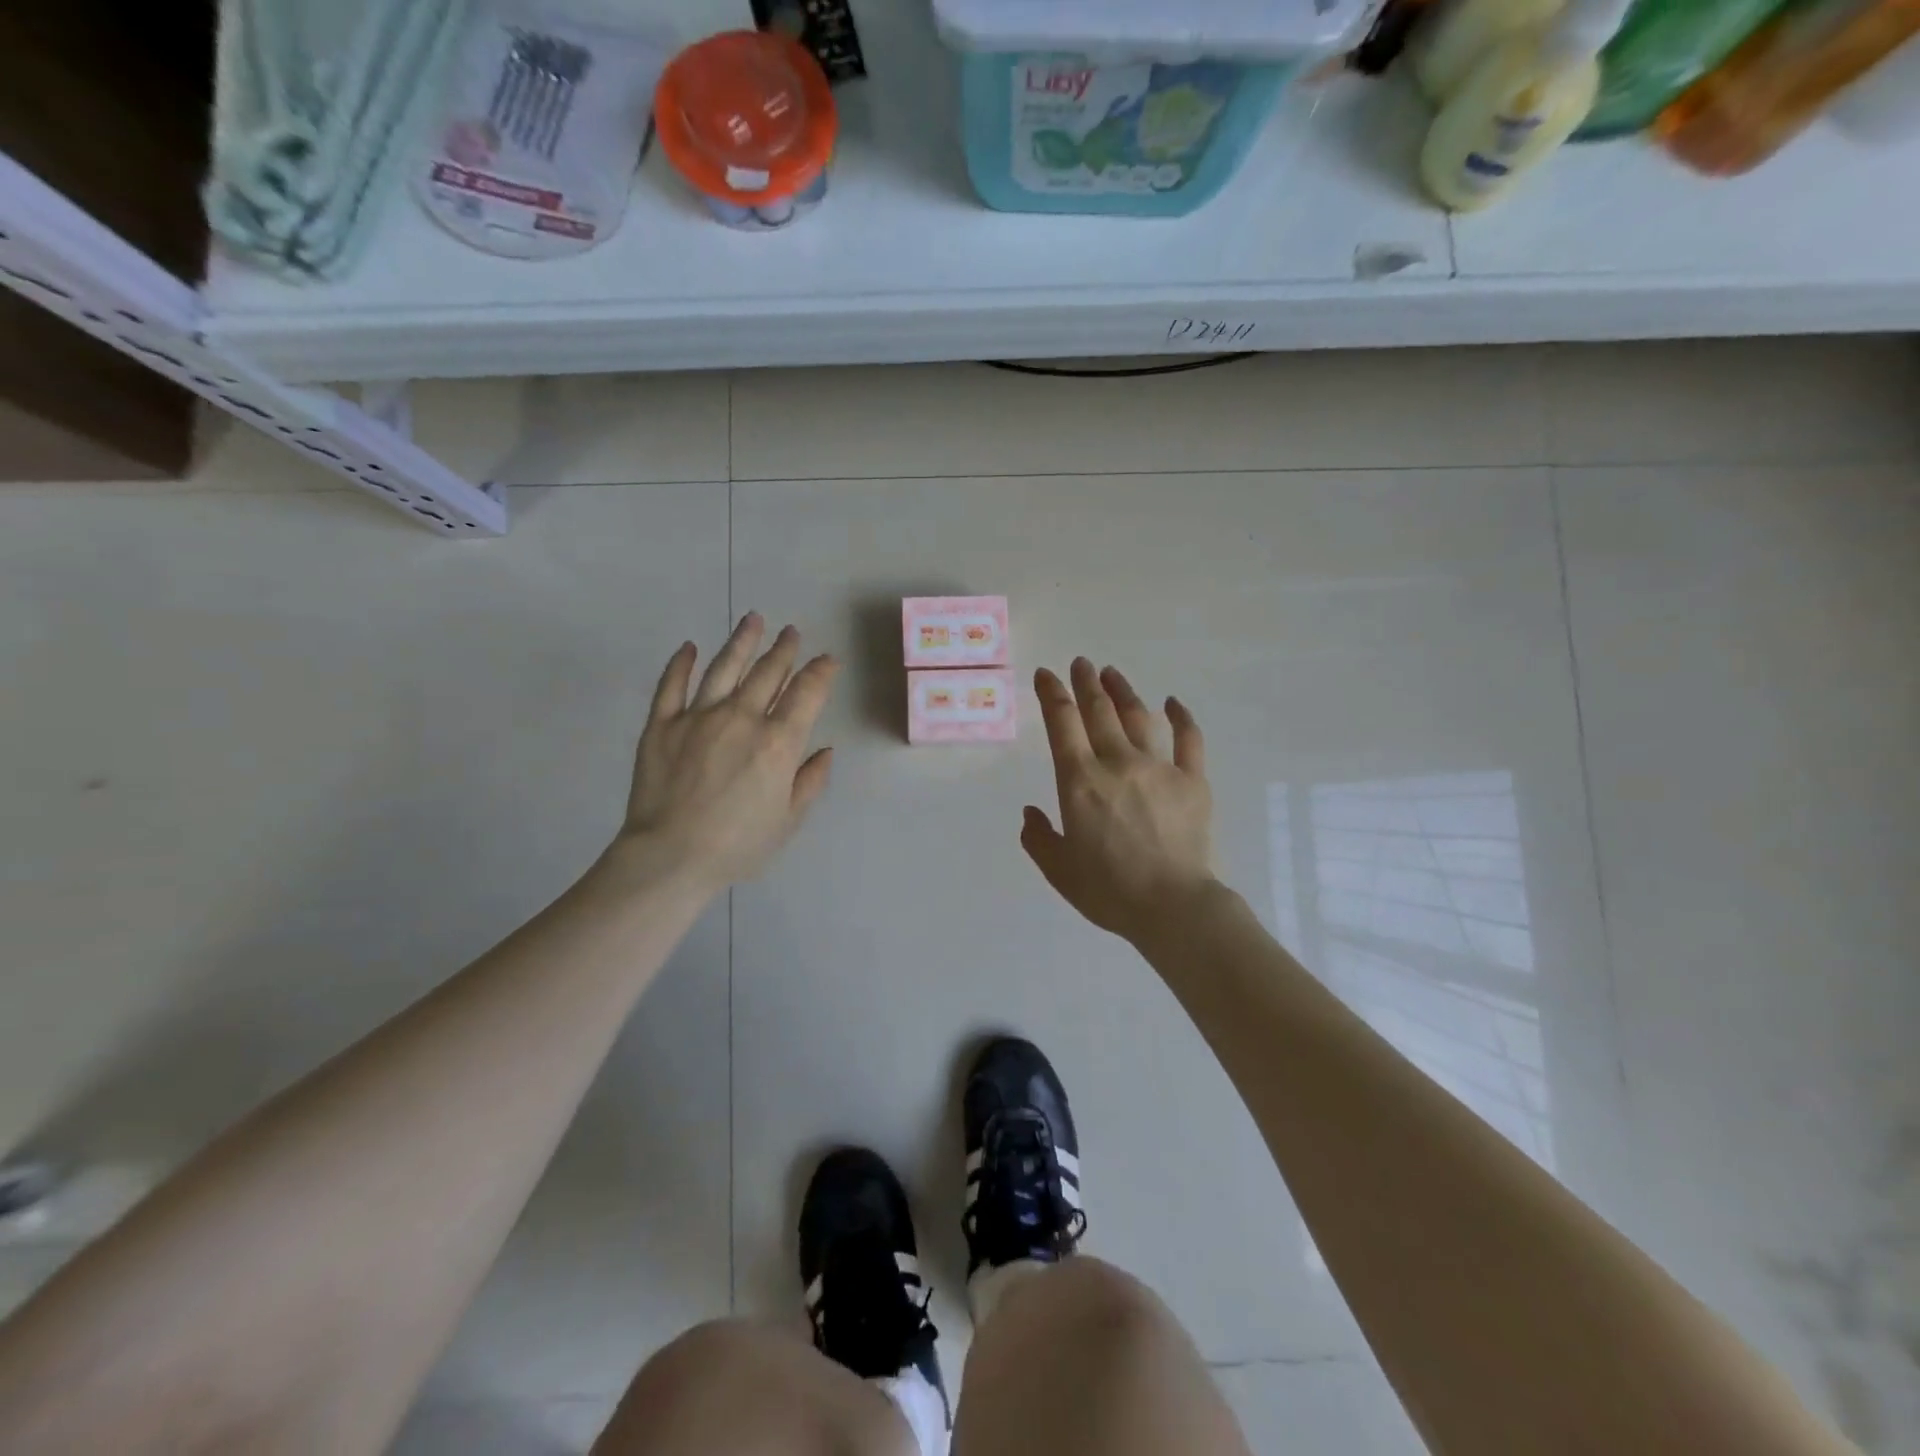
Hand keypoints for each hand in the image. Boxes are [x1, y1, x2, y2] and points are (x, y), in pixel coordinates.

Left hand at [609, 613, 838, 893]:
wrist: (670, 856)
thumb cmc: (738, 845)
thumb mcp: (788, 820)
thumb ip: (810, 781)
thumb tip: (824, 751)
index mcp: (778, 742)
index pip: (807, 693)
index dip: (821, 672)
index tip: (828, 660)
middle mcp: (742, 718)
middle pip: (768, 673)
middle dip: (784, 650)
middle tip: (791, 633)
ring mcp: (698, 717)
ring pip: (724, 667)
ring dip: (741, 641)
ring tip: (753, 619)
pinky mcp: (661, 725)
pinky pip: (671, 685)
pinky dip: (680, 663)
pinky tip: (689, 647)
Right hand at [1023, 659, 1215, 945]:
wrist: (1173, 907)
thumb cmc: (1109, 890)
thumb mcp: (1058, 870)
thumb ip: (1038, 838)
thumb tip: (1031, 812)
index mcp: (1080, 781)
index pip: (1062, 723)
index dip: (1052, 694)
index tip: (1046, 675)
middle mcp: (1118, 763)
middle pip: (1100, 711)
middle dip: (1086, 682)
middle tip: (1081, 664)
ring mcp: (1159, 768)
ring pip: (1139, 716)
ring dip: (1123, 690)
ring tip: (1112, 673)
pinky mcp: (1193, 780)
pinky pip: (1189, 739)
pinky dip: (1181, 717)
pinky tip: (1173, 702)